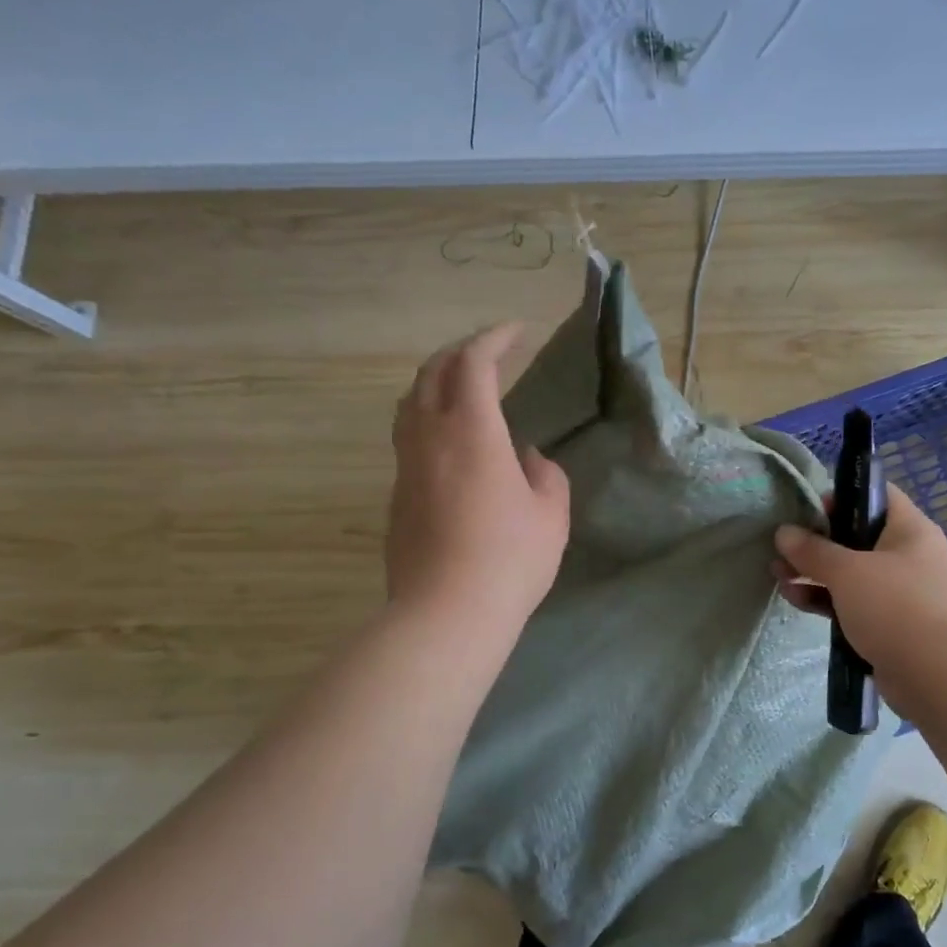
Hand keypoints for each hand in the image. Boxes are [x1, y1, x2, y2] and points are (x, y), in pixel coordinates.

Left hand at [387, 323, 570, 635]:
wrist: (445, 614)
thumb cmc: (509, 560)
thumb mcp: (550, 515)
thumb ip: (545, 476)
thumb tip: (527, 459)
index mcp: (472, 431)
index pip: (474, 363)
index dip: (495, 338)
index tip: (517, 332)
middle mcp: (430, 437)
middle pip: (432, 372)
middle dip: (460, 352)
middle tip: (488, 353)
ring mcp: (406, 466)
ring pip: (410, 403)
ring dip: (435, 383)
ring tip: (461, 389)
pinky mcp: (396, 495)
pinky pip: (408, 437)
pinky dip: (428, 420)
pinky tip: (451, 443)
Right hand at [773, 485, 946, 680]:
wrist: (940, 676)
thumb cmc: (897, 606)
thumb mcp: (848, 571)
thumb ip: (812, 550)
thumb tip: (783, 532)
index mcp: (909, 529)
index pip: (877, 495)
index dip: (842, 496)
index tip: (809, 509)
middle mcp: (908, 556)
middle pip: (856, 537)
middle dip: (817, 542)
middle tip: (782, 547)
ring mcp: (900, 593)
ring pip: (851, 574)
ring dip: (814, 573)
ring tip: (778, 575)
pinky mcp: (890, 626)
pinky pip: (852, 604)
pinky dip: (826, 601)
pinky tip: (796, 600)